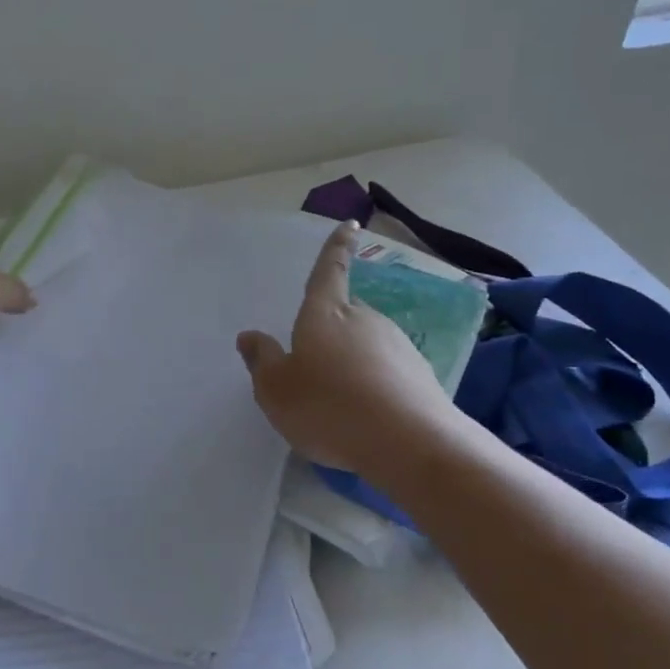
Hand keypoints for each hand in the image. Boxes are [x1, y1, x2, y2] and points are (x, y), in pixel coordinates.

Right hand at [238, 222, 460, 475]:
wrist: (408, 442)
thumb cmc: (328, 407)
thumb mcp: (276, 390)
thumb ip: (261, 360)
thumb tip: (250, 336)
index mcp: (325, 313)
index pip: (329, 270)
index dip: (336, 248)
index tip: (351, 225)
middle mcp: (364, 318)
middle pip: (345, 312)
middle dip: (331, 327)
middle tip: (313, 362)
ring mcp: (397, 343)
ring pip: (366, 342)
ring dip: (351, 359)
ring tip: (337, 400)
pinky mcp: (419, 373)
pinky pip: (386, 369)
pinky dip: (373, 382)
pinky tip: (365, 413)